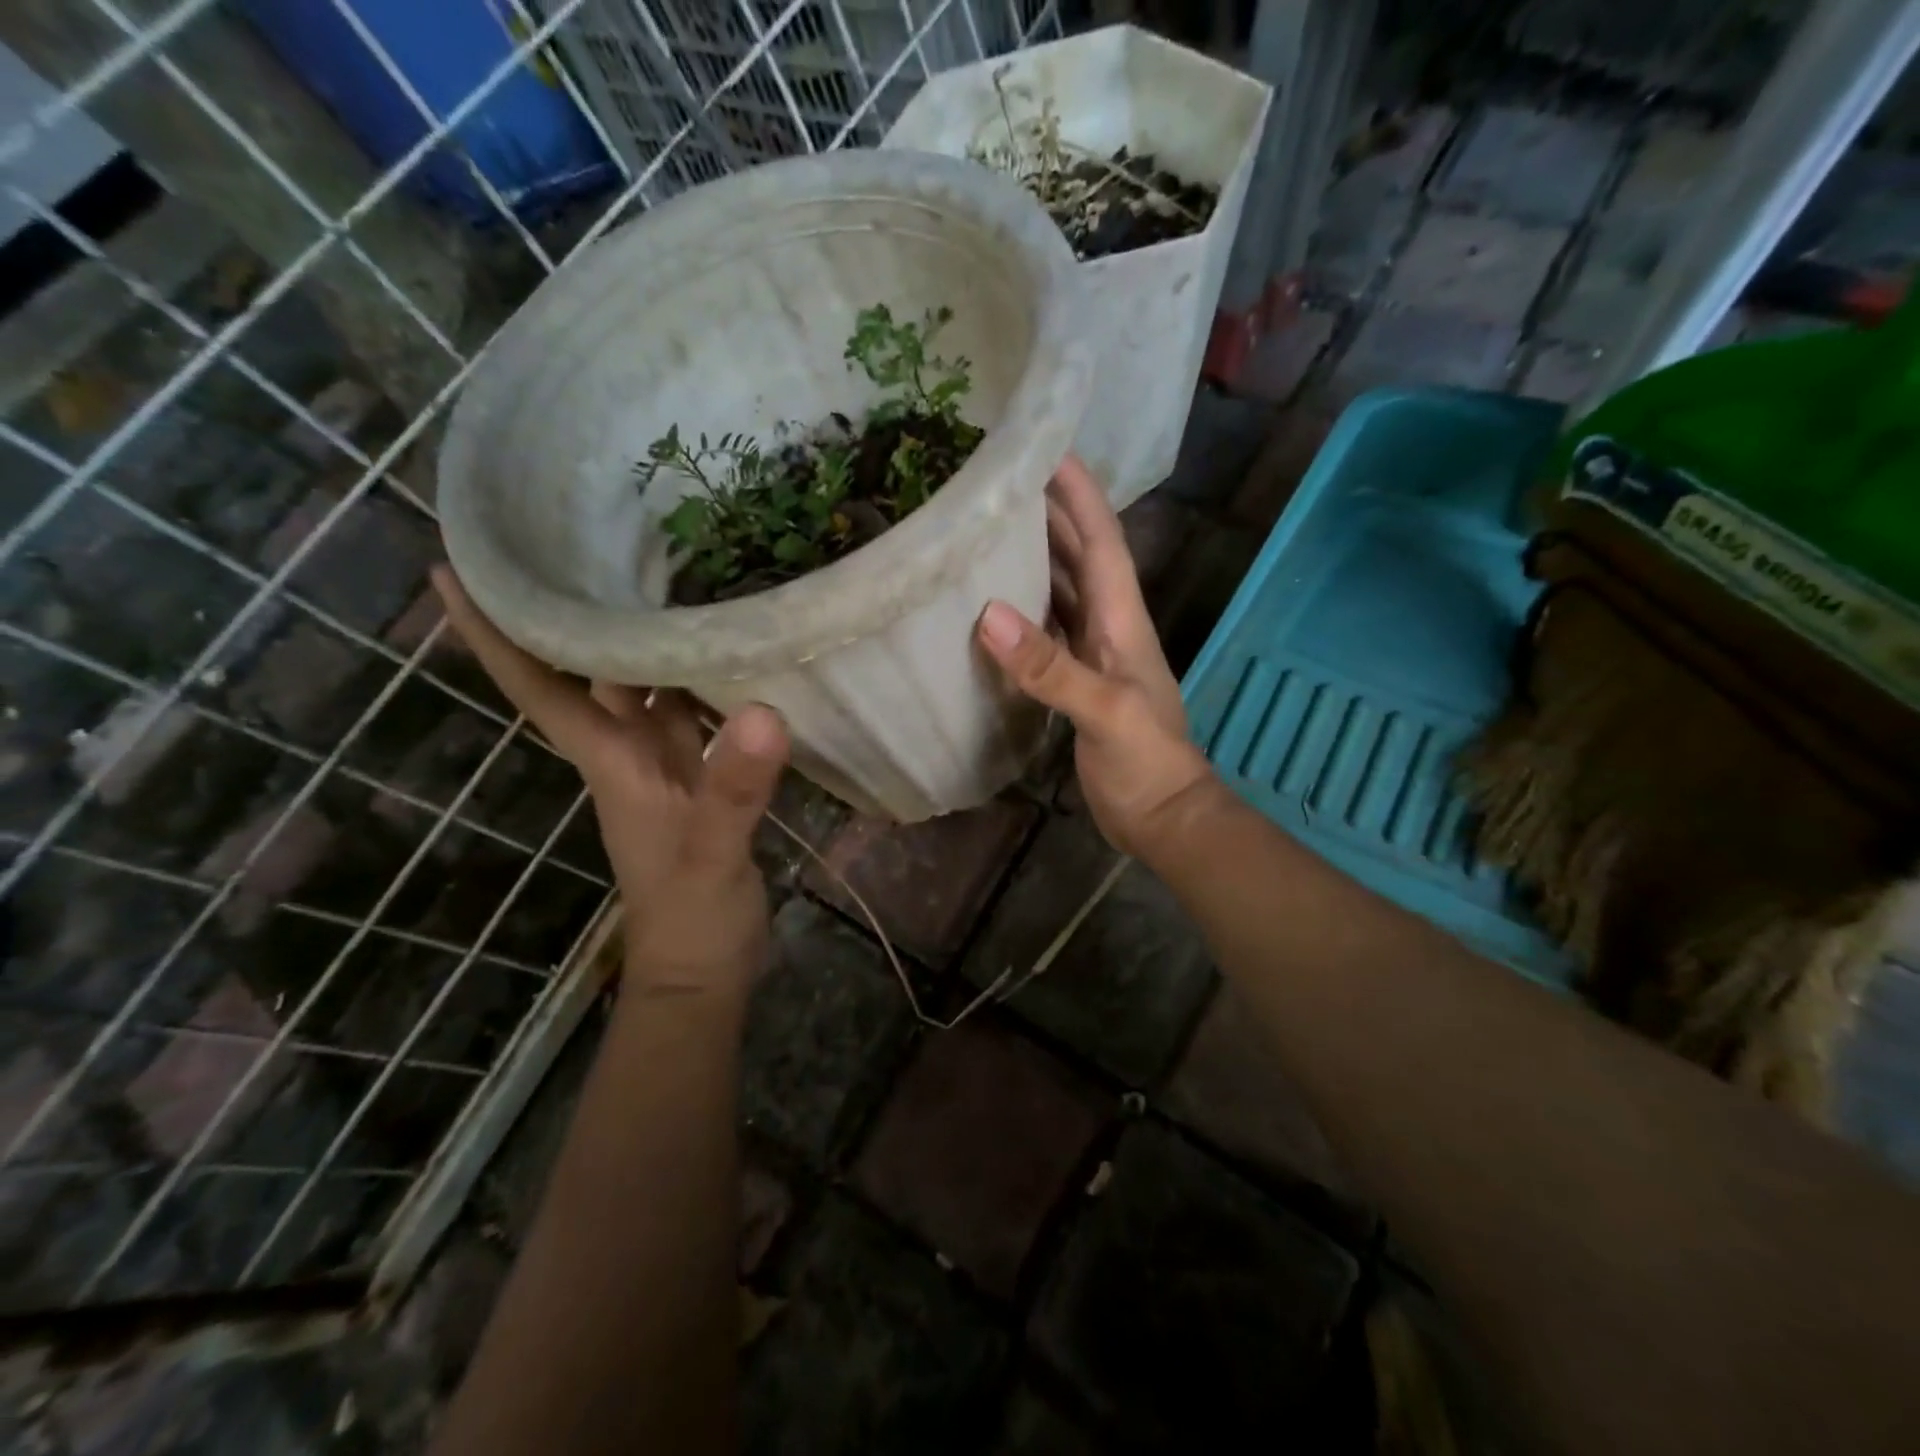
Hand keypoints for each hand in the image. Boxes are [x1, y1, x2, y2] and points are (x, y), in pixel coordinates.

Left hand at [431, 566, 788, 995]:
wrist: (704, 969)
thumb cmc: (691, 917)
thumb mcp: (711, 854)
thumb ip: (733, 790)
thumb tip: (763, 712)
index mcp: (611, 759)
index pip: (539, 686)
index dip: (493, 632)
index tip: (454, 567)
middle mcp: (627, 751)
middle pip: (584, 670)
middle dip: (573, 609)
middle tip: (584, 535)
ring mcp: (664, 764)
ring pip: (640, 685)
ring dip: (639, 633)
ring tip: (660, 569)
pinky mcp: (701, 775)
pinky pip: (690, 709)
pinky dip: (698, 675)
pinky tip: (726, 645)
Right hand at [975, 456, 1215, 859]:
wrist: (1163, 817)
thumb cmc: (1147, 761)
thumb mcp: (1104, 711)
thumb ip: (1050, 666)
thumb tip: (989, 614)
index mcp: (1122, 620)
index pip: (1102, 541)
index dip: (1079, 494)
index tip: (1047, 447)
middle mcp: (1107, 627)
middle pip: (1078, 557)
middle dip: (1049, 514)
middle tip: (1001, 481)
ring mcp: (1091, 656)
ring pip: (1060, 592)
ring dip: (1032, 559)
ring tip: (987, 529)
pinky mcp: (1075, 684)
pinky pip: (1045, 634)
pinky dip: (1021, 614)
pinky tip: (990, 607)